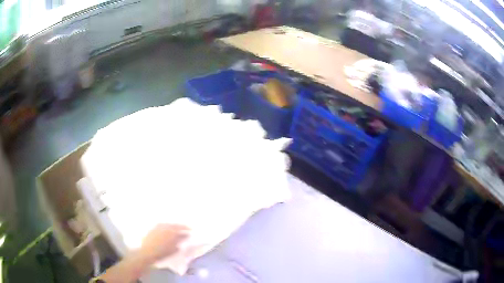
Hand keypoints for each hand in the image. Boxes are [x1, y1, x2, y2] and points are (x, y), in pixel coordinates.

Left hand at [139, 224, 189, 263]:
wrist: (147, 252)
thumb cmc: (162, 252)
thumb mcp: (173, 248)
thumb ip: (179, 241)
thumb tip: (185, 236)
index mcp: (171, 231)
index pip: (181, 227)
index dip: (186, 228)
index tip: (191, 230)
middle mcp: (164, 226)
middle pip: (174, 224)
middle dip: (180, 226)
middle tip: (184, 228)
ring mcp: (157, 227)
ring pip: (167, 224)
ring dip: (172, 226)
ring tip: (175, 229)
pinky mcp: (152, 229)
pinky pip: (161, 225)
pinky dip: (165, 226)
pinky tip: (166, 229)